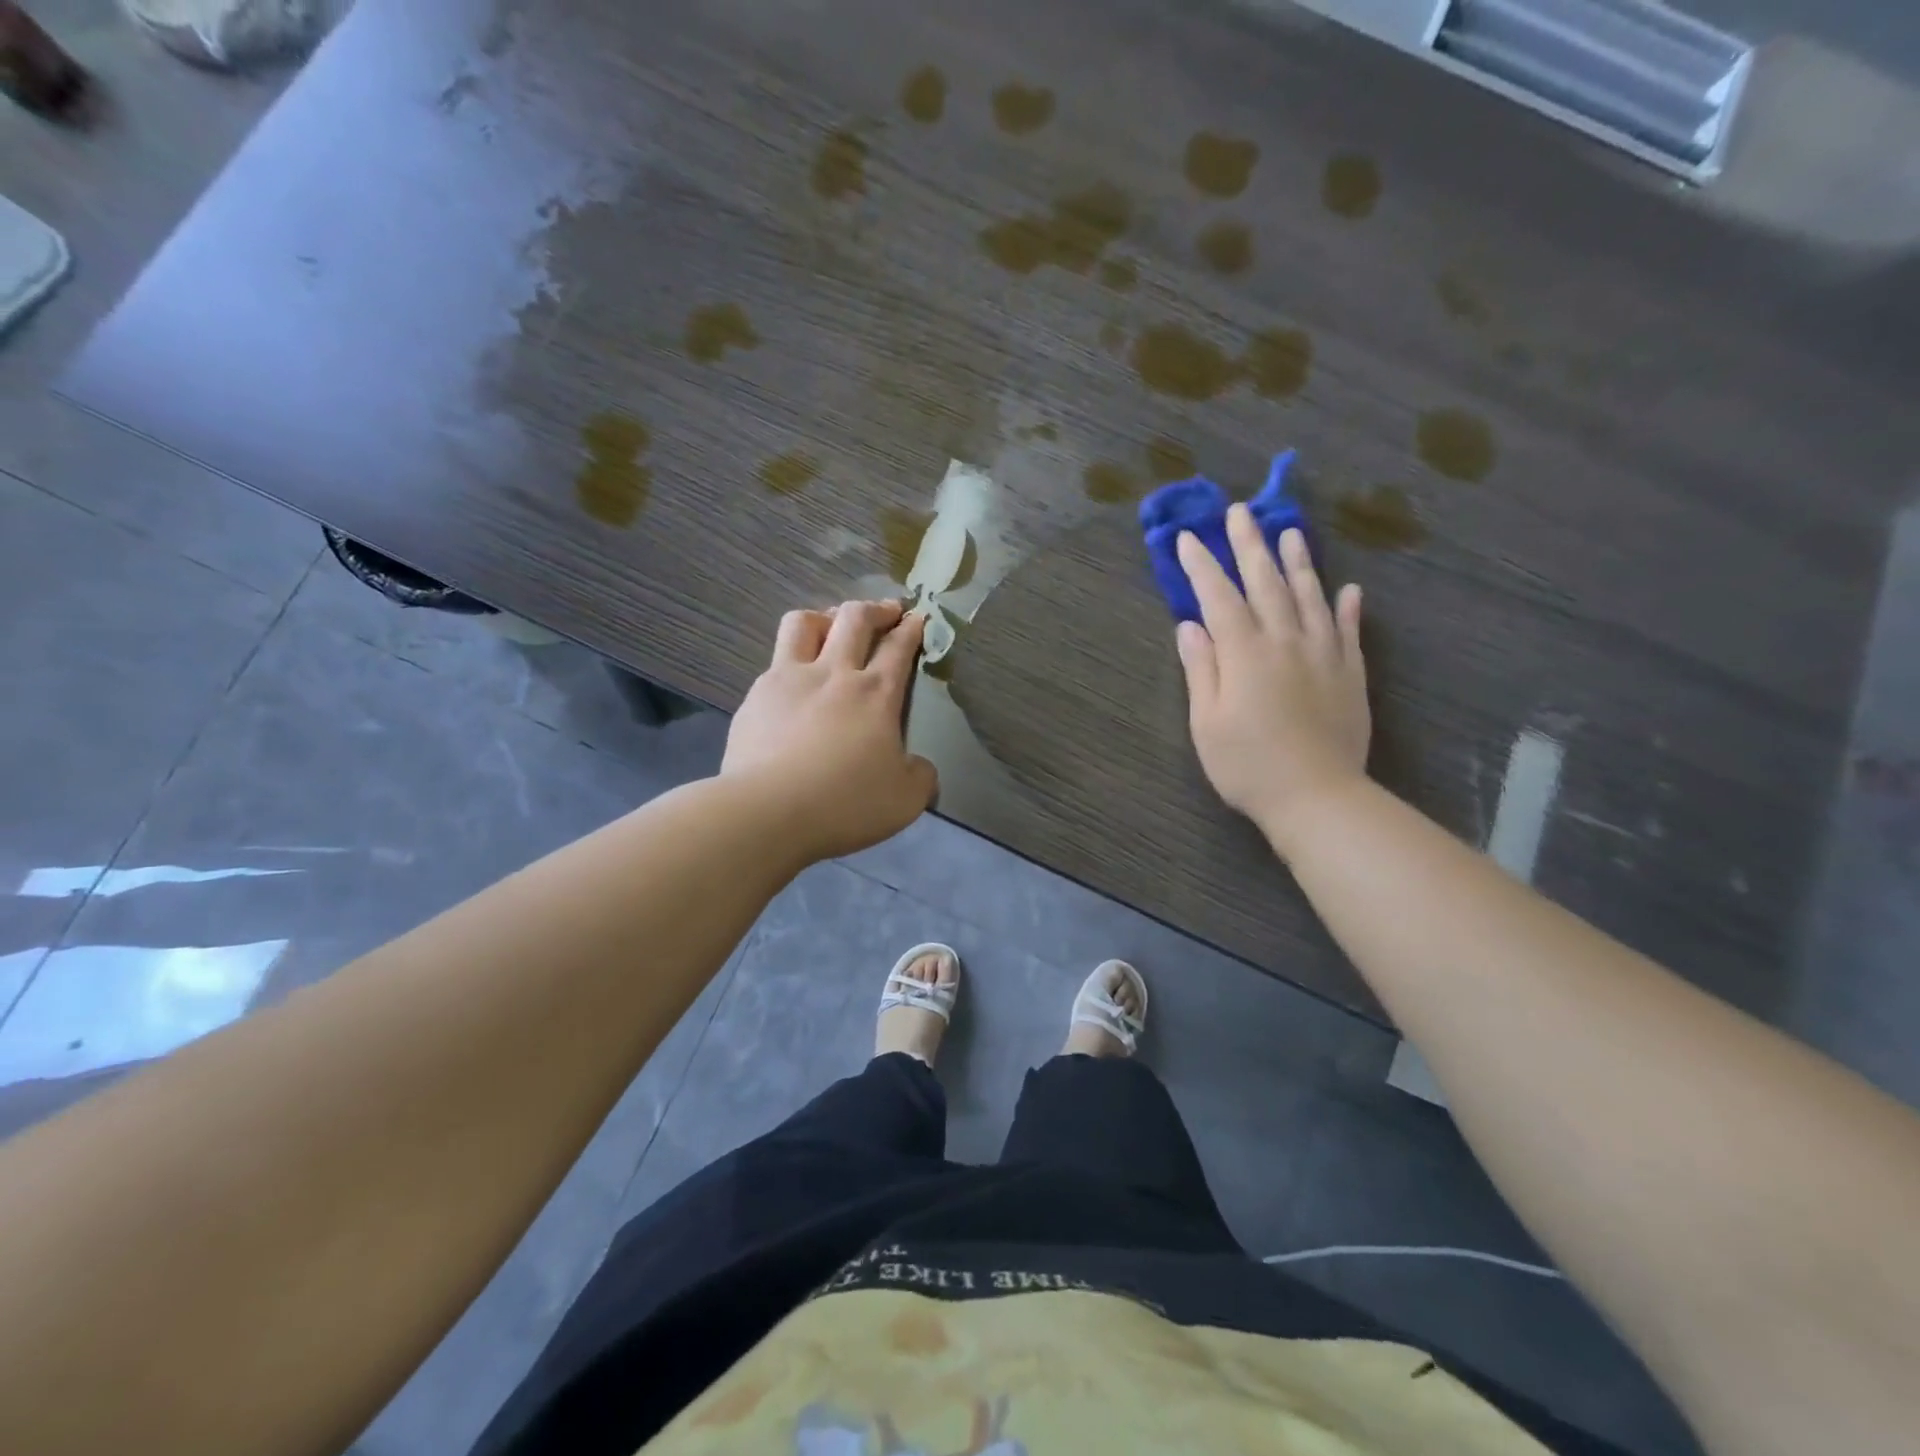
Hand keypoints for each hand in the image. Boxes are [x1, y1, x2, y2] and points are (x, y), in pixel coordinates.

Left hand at [723, 599, 938, 861]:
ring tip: (831, 627)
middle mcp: (834, 673)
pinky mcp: (755, 697)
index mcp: (876, 693)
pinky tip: (792, 685)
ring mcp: (789, 679)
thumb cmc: (846, 802)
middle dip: (875, 609)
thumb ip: (921, 777)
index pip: (899, 646)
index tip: (917, 617)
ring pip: (804, 623)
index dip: (911, 628)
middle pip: (854, 618)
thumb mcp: (905, 799)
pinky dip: (790, 662)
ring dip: (824, 617)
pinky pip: (774, 662)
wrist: (768, 811)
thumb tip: (921, 769)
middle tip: (886, 612)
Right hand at [1174, 510, 1370, 851]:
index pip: (1218, 597)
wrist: (1317, 796)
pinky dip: (1347, 606)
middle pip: (1266, 583)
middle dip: (1249, 545)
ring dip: (1298, 561)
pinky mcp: (1351, 673)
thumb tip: (1189, 626)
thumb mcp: (1207, 722)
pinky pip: (1349, 630)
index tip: (1188, 538)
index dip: (1202, 565)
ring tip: (1290, 532)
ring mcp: (1324, 654)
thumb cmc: (1248, 764)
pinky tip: (1348, 589)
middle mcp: (1285, 641)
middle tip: (1240, 512)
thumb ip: (1201, 669)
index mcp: (1245, 652)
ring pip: (1310, 595)